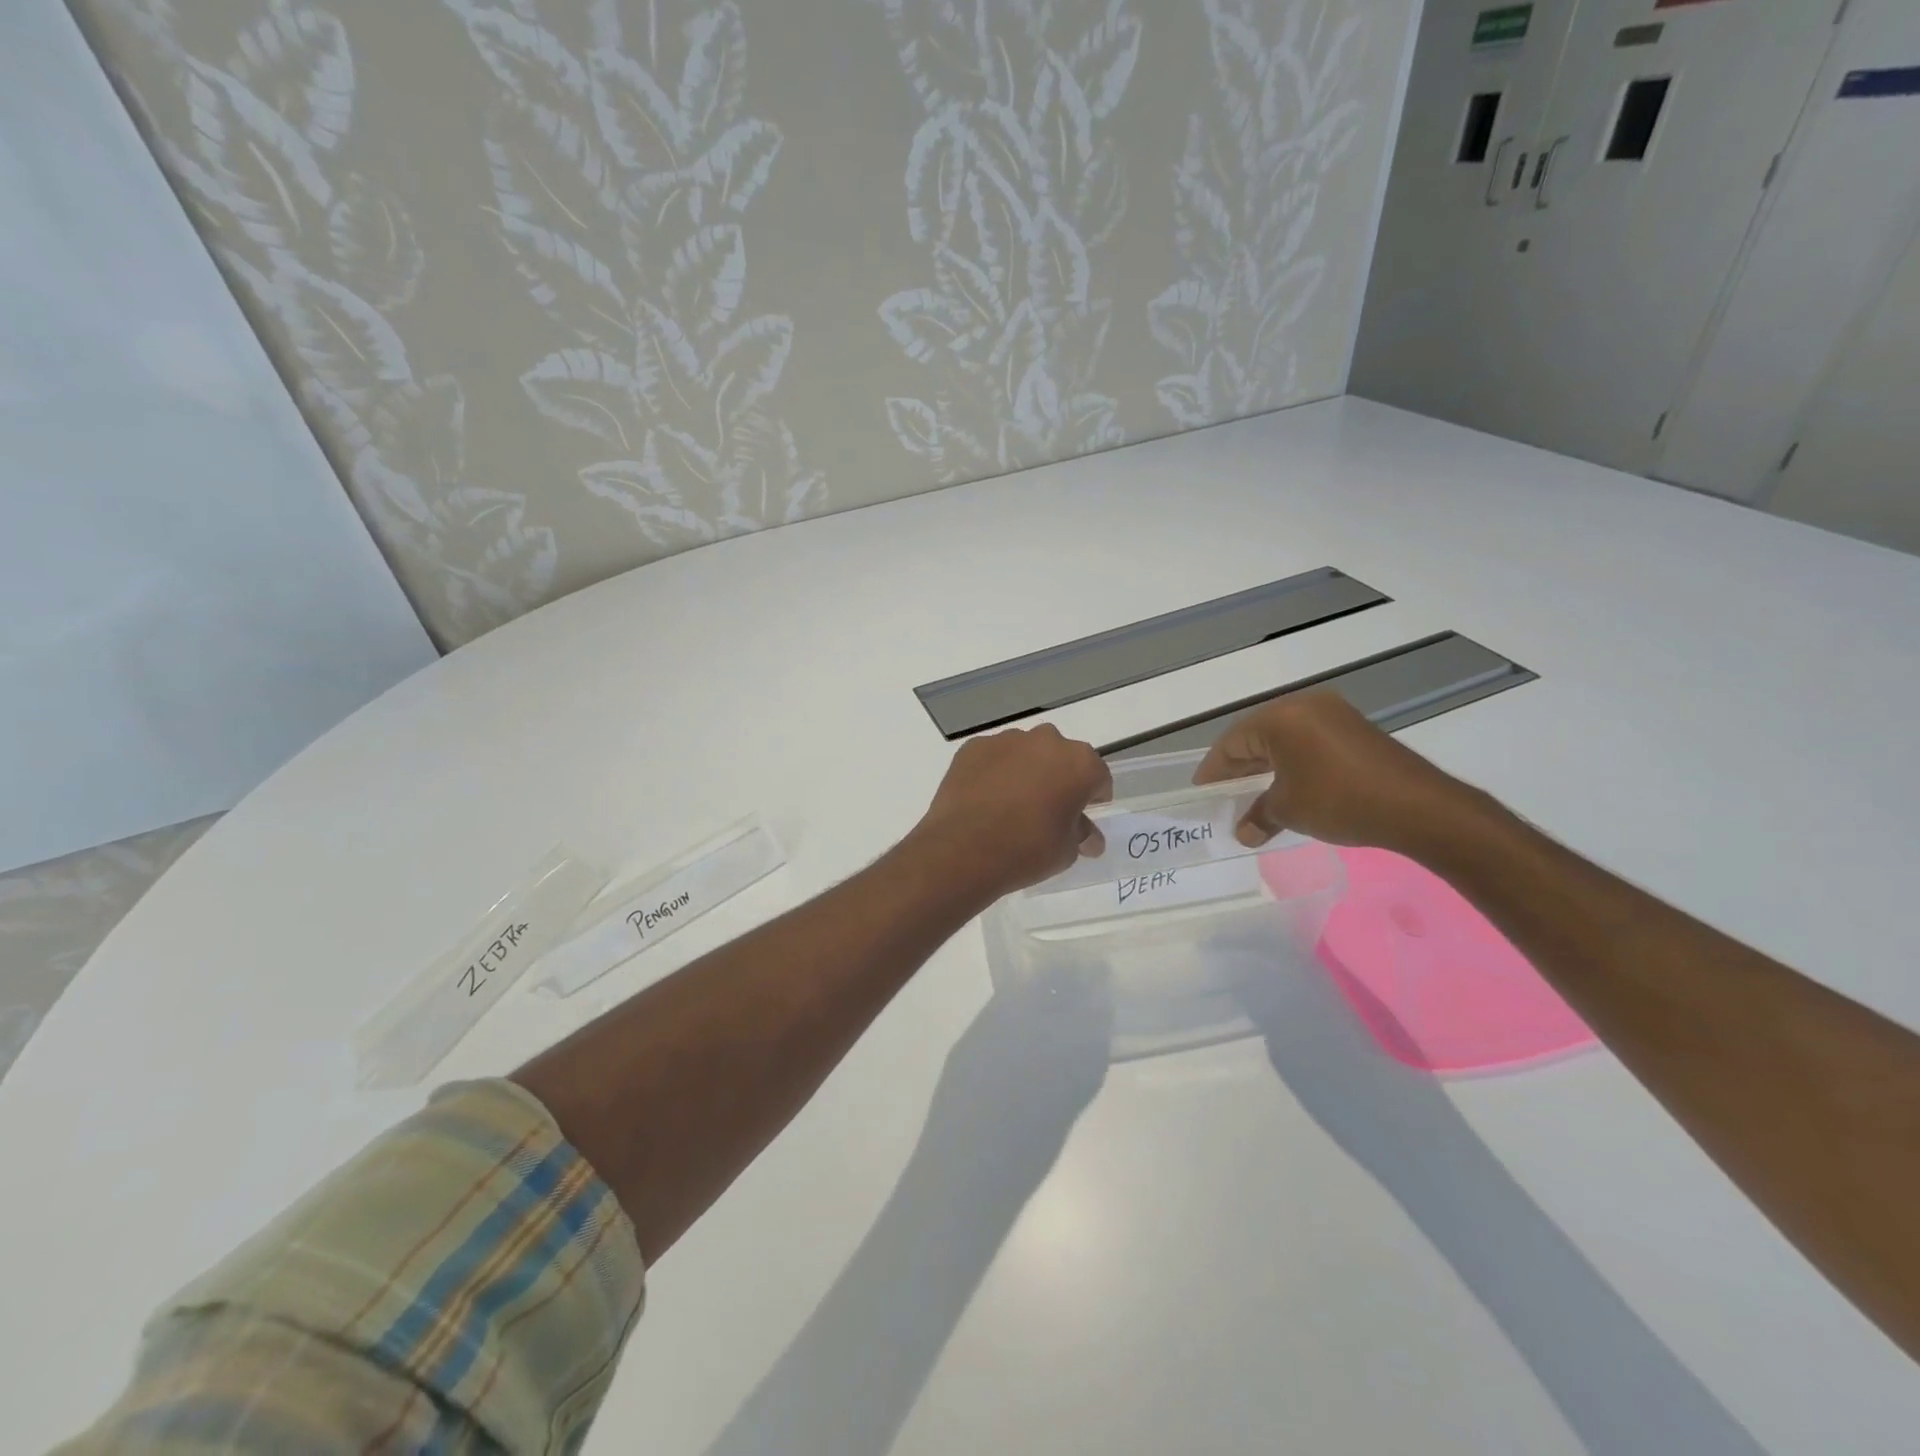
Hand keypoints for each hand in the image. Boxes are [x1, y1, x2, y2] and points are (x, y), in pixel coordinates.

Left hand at [913, 725, 1112, 896]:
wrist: (964, 849)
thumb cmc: (1028, 850)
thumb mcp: (1067, 851)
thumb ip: (1082, 834)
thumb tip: (1089, 836)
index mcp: (1080, 763)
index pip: (1098, 777)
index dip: (1093, 796)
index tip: (1083, 814)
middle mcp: (1047, 741)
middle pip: (1061, 757)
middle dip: (1059, 778)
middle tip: (1047, 808)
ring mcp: (1007, 740)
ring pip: (1026, 752)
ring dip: (1026, 770)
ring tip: (1011, 804)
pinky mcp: (974, 747)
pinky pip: (994, 757)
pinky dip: (994, 771)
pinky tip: (985, 799)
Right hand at [1193, 692, 1486, 853]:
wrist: (1419, 807)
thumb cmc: (1339, 801)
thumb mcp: (1289, 810)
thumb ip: (1259, 815)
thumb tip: (1244, 831)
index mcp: (1280, 717)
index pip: (1232, 742)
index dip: (1214, 770)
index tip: (1202, 793)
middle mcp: (1304, 706)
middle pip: (1256, 736)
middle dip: (1238, 767)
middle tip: (1223, 796)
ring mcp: (1333, 715)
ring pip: (1284, 739)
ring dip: (1265, 766)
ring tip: (1251, 794)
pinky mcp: (1355, 730)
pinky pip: (1309, 742)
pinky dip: (1292, 763)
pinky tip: (1287, 787)